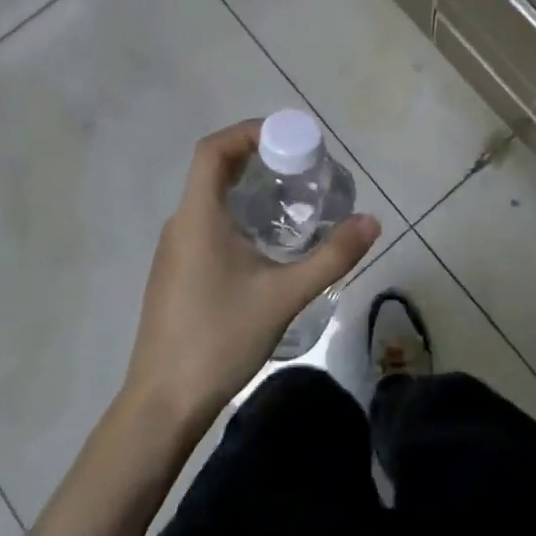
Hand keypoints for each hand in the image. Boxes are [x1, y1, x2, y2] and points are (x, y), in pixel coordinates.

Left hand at [122, 120, 379, 433]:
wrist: (163, 404)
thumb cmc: (220, 339)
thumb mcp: (285, 296)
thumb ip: (331, 257)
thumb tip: (371, 221)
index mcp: (197, 217)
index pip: (213, 150)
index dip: (248, 131)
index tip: (288, 138)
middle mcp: (181, 224)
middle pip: (214, 170)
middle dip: (258, 157)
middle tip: (302, 166)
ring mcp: (175, 250)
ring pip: (211, 199)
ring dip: (248, 188)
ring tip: (293, 199)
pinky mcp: (177, 273)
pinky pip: (208, 224)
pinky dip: (238, 214)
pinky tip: (267, 243)